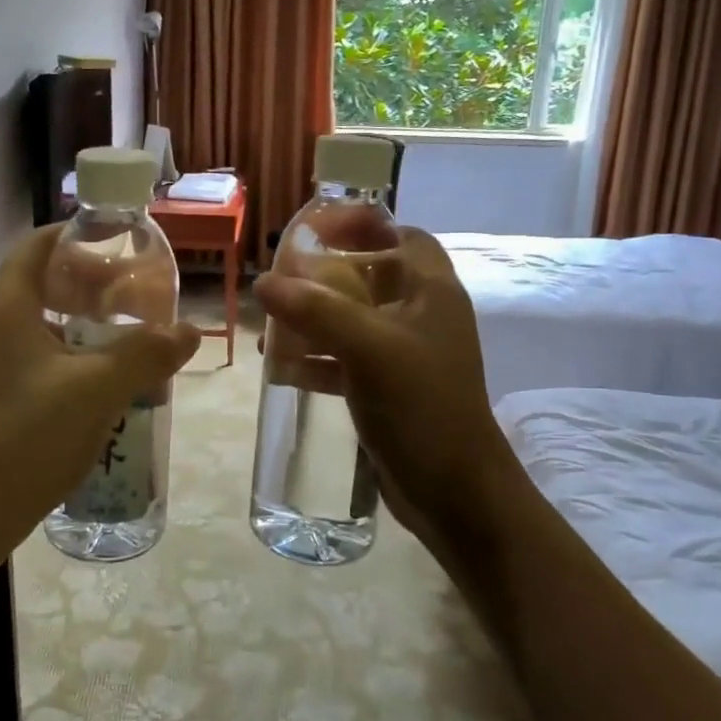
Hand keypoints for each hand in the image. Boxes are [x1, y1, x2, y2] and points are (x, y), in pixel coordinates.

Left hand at [0, 226, 200, 555]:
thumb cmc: (27, 435)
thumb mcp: (96, 388)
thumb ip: (146, 354)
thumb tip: (189, 331)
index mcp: (11, 307)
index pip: (40, 244)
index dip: (78, 233)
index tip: (122, 238)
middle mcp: (1, 326)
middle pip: (49, 281)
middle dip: (96, 280)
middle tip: (141, 288)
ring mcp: (2, 364)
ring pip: (52, 323)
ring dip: (93, 321)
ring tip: (137, 329)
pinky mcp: (10, 396)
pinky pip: (52, 357)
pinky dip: (84, 354)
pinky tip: (116, 377)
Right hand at [253, 228, 520, 570]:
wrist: (456, 493)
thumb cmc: (422, 406)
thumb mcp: (369, 348)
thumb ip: (317, 310)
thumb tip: (264, 282)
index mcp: (432, 292)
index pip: (404, 236)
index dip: (365, 226)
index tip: (318, 231)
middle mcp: (423, 316)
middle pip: (372, 277)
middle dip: (326, 277)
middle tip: (283, 280)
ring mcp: (407, 355)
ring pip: (355, 320)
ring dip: (315, 320)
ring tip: (271, 328)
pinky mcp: (391, 389)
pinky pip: (348, 360)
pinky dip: (318, 359)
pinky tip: (282, 369)